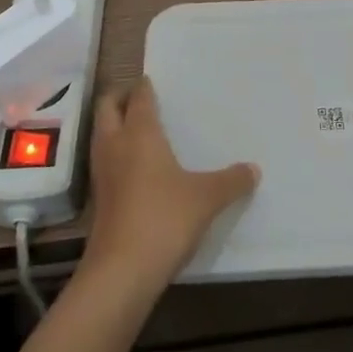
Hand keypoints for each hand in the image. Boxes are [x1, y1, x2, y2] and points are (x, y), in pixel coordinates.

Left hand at [80, 78, 258, 299]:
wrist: (121, 271)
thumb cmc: (164, 218)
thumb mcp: (206, 198)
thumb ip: (231, 181)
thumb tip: (254, 169)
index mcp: (140, 133)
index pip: (138, 97)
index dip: (144, 86)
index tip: (152, 80)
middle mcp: (115, 144)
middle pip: (107, 108)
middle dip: (120, 98)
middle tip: (140, 99)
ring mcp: (102, 172)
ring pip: (101, 134)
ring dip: (114, 126)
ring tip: (138, 130)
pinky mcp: (98, 199)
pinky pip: (103, 161)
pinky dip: (114, 154)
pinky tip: (134, 169)